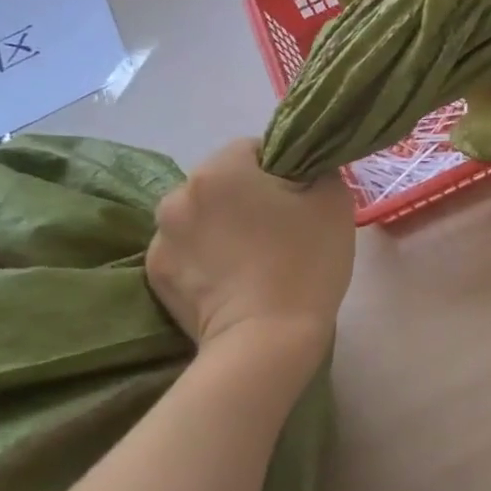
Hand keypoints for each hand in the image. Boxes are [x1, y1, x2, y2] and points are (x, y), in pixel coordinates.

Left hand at [145, 139, 354, 356]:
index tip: (302, 197)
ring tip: (254, 259)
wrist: (268, 341)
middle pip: (223, 182)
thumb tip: (305, 170)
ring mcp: (161, 239)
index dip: (284, 167)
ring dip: (223, 226)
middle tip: (282, 228)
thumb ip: (320, 170)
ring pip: (203, 217)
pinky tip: (233, 280)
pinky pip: (188, 251)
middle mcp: (178, 196)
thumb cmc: (305, 261)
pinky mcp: (155, 277)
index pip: (254, 148)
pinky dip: (207, 258)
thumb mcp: (334, 201)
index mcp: (219, 169)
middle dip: (249, 196)